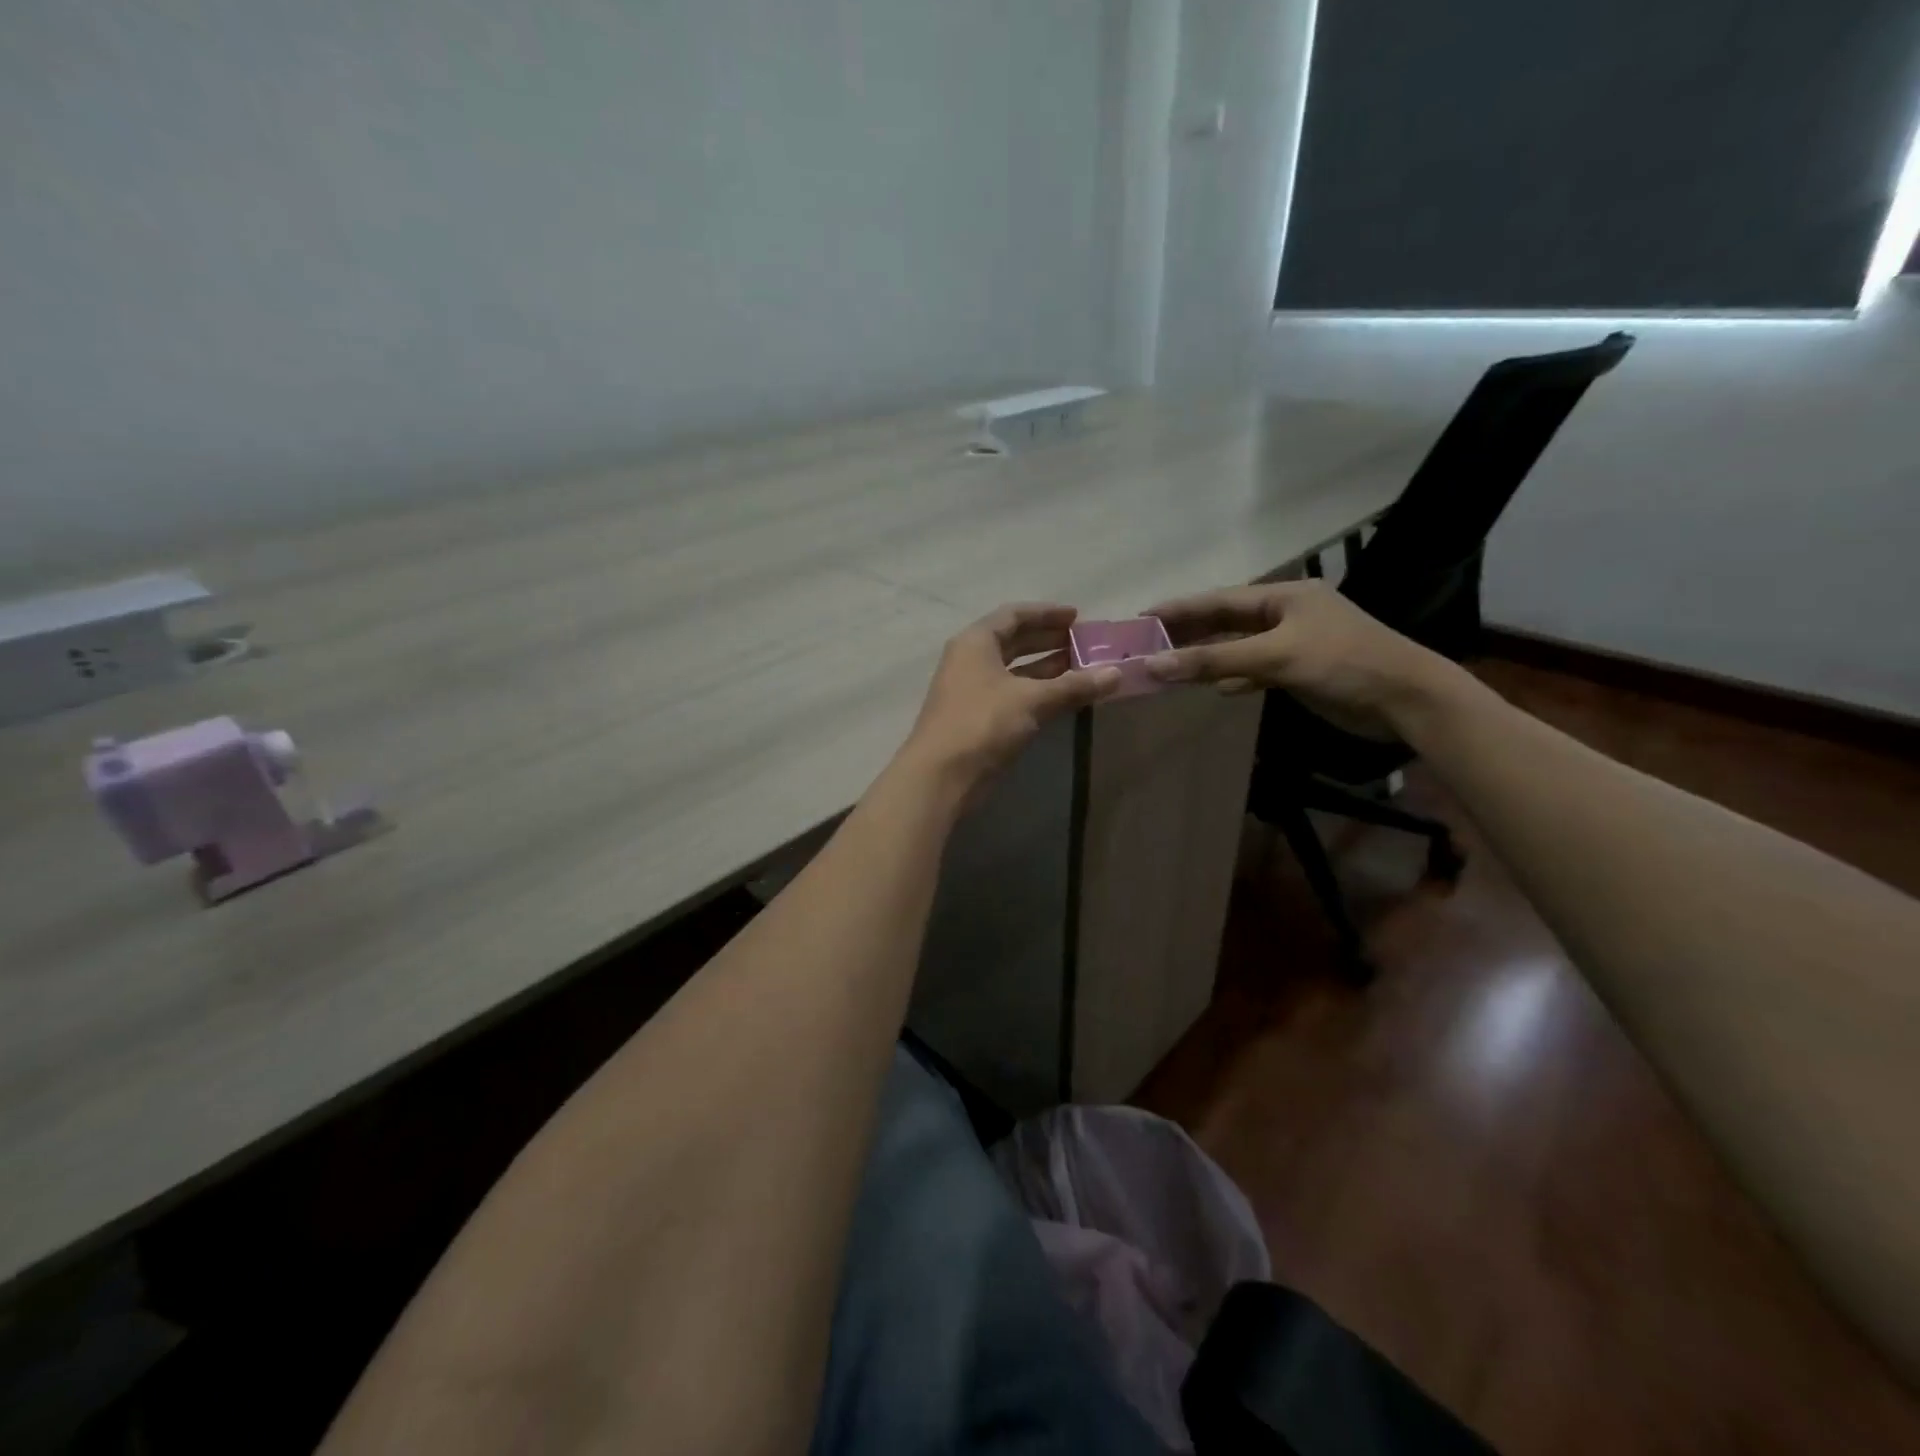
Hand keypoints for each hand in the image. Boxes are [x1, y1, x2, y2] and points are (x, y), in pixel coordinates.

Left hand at [903, 603, 1121, 790]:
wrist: (941, 776)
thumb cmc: (983, 724)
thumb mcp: (1032, 700)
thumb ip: (1074, 685)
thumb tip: (1117, 674)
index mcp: (976, 642)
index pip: (1014, 615)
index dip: (1047, 613)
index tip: (1078, 617)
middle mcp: (970, 660)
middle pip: (1014, 641)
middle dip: (1049, 640)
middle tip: (1086, 643)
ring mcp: (972, 690)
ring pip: (1015, 670)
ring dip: (1047, 668)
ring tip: (1084, 668)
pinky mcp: (977, 717)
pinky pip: (1013, 693)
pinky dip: (1038, 691)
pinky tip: (1064, 697)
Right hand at [1143, 580, 1461, 740]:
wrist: (1407, 700)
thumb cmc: (1343, 664)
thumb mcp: (1275, 657)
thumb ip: (1214, 660)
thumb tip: (1154, 664)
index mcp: (1283, 596)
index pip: (1218, 600)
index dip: (1178, 609)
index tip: (1141, 617)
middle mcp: (1287, 614)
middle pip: (1226, 621)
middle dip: (1188, 634)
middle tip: (1147, 644)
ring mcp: (1296, 643)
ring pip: (1239, 647)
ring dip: (1207, 658)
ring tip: (1169, 666)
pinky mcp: (1303, 671)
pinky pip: (1257, 668)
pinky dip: (1236, 676)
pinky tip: (1217, 688)